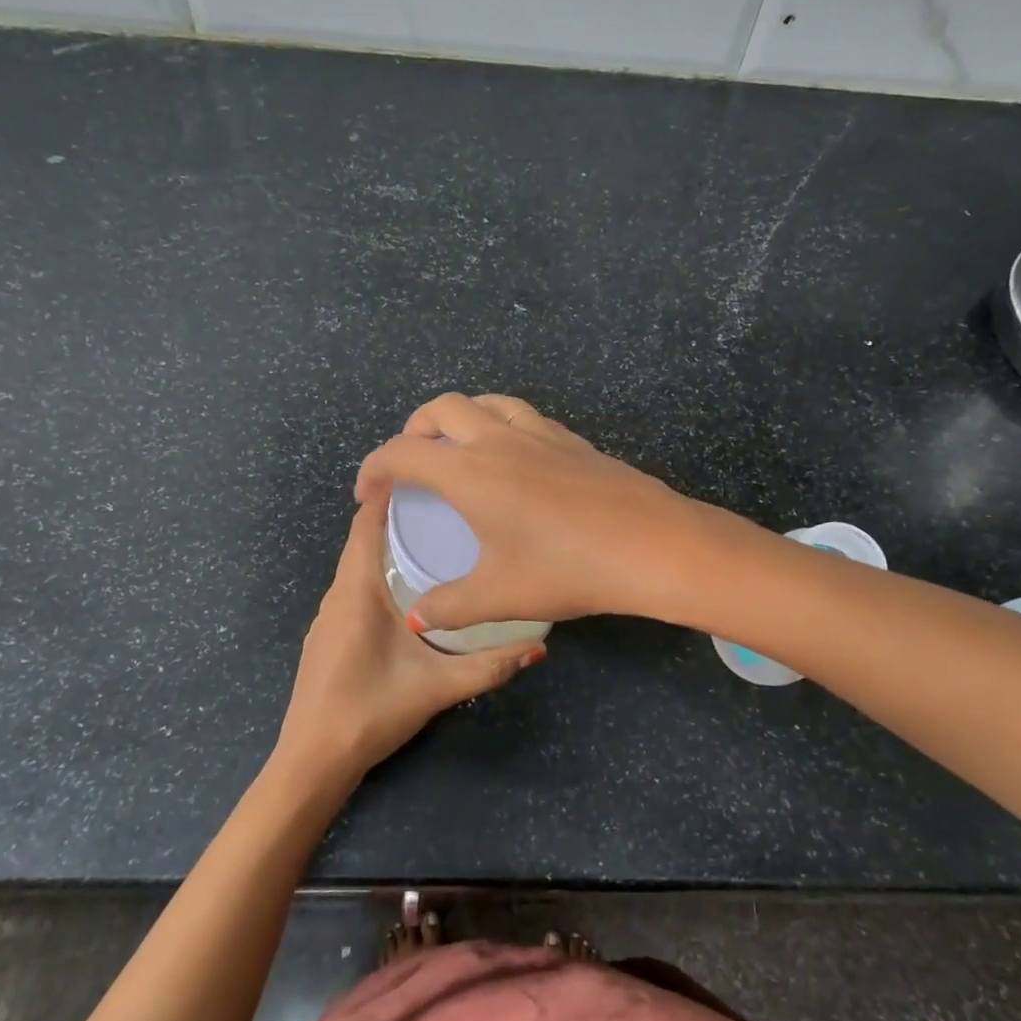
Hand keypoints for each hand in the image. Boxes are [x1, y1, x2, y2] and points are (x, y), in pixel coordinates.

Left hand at [274, 493, 545, 790]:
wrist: (312, 761)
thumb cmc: (370, 712)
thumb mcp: (437, 688)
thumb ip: (489, 667)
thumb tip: (539, 648)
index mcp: (356, 592)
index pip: (365, 525)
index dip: (388, 495)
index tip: (425, 474)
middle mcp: (337, 595)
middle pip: (363, 540)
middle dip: (398, 518)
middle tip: (446, 503)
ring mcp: (327, 617)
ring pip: (358, 566)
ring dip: (388, 546)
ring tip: (434, 536)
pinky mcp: (327, 636)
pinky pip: (354, 589)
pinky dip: (378, 573)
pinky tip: (408, 588)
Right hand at [354, 393, 714, 631]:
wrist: (653, 545)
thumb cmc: (567, 569)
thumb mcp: (500, 595)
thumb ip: (450, 606)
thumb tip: (418, 618)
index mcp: (469, 471)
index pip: (403, 453)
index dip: (374, 468)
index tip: (367, 494)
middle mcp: (499, 439)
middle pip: (441, 408)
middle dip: (413, 429)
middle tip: (410, 464)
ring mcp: (540, 433)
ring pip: (486, 402)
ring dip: (459, 417)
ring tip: (457, 449)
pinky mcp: (573, 440)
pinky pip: (521, 415)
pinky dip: (498, 424)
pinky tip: (513, 460)